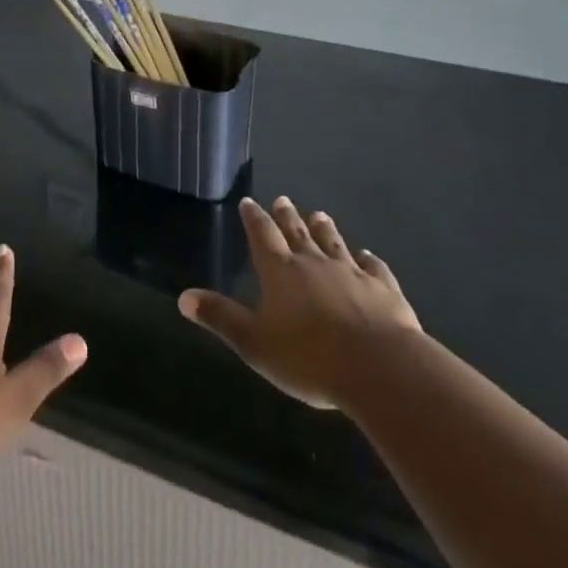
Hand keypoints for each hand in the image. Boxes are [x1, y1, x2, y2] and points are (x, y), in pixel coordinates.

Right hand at [179, 197, 419, 410]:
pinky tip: (369, 256)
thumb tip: (184, 297)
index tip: (249, 202)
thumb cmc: (309, 357)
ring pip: (334, 243)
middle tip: (282, 199)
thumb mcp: (254, 343)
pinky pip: (374, 268)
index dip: (253, 218)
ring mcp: (352, 274)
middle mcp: (314, 263)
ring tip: (320, 215)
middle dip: (287, 215)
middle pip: (297, 232)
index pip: (262, 236)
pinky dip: (370, 260)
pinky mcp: (384, 290)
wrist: (379, 368)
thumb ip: (221, 318)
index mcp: (280, 271)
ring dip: (325, 229)